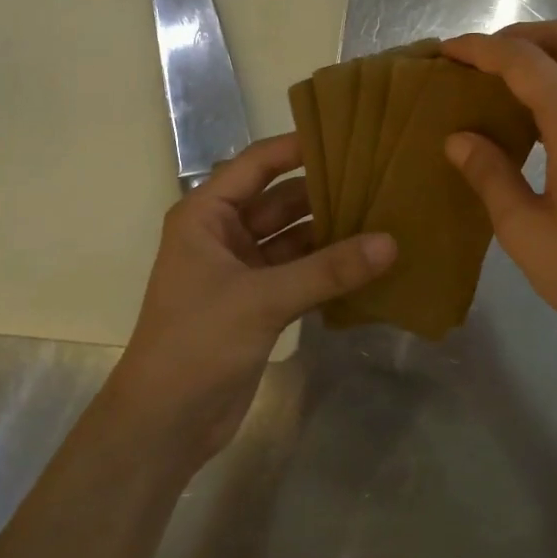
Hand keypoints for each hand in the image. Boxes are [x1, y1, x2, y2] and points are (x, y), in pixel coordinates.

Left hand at [104, 134, 394, 467]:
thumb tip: (391, 243)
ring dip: (331, 233)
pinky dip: (328, 269)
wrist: (166, 422)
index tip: (348, 135)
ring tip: (385, 217)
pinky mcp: (258, 304)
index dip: (297, 147)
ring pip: (294, 239)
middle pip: (281, 201)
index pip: (256, 164)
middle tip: (381, 178)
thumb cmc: (198, 342)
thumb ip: (328, 270)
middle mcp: (223, 235)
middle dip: (325, 192)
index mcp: (206, 215)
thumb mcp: (263, 298)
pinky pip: (300, 273)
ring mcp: (242, 271)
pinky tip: (369, 263)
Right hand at [442, 22, 556, 370]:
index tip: (446, 52)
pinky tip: (541, 117)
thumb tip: (459, 138)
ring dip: (547, 56)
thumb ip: (490, 175)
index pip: (525, 61)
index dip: (481, 49)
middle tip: (480, 62)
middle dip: (519, 37)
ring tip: (504, 85)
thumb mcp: (527, 232)